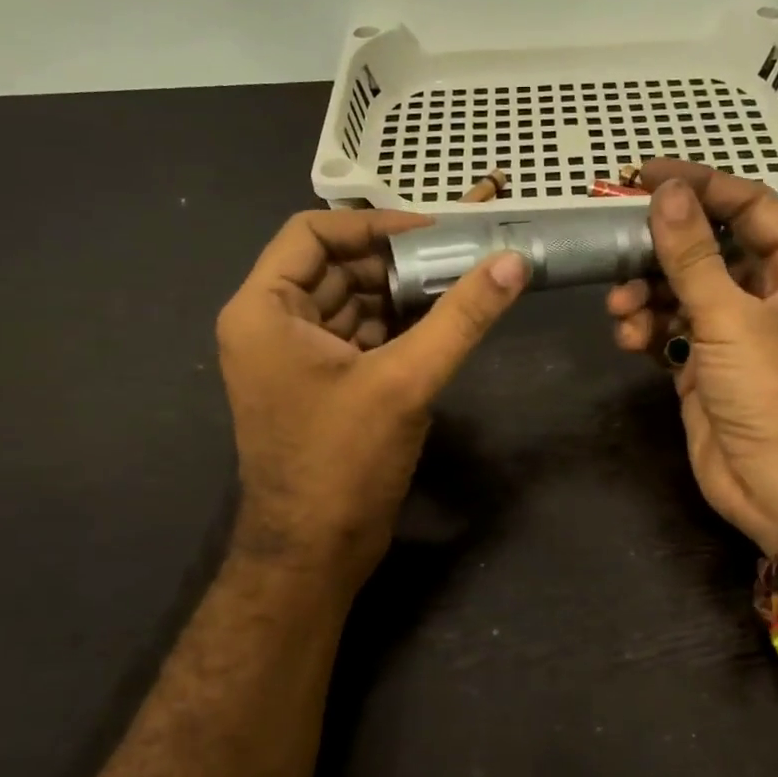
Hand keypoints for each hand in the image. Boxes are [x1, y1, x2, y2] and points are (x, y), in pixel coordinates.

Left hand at [216, 209, 527, 590]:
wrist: (314, 553)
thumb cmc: (343, 461)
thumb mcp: (406, 381)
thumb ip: (461, 317)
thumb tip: (513, 261)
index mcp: (264, 310)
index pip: (312, 233)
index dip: (372, 224)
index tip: (431, 231)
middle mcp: (271, 324)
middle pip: (336, 267)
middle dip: (396, 260)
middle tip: (459, 256)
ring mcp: (295, 357)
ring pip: (352, 303)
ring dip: (402, 294)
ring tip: (461, 284)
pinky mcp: (321, 384)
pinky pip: (360, 337)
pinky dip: (397, 327)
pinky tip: (442, 323)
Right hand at [607, 161, 777, 554]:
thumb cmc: (775, 394)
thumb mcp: (732, 318)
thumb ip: (692, 255)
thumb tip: (665, 193)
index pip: (751, 207)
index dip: (700, 187)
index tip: (646, 176)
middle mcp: (773, 293)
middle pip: (710, 248)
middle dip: (662, 250)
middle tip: (616, 243)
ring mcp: (738, 331)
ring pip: (683, 290)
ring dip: (647, 293)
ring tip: (621, 307)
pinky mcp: (707, 364)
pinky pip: (671, 328)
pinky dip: (647, 327)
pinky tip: (629, 337)